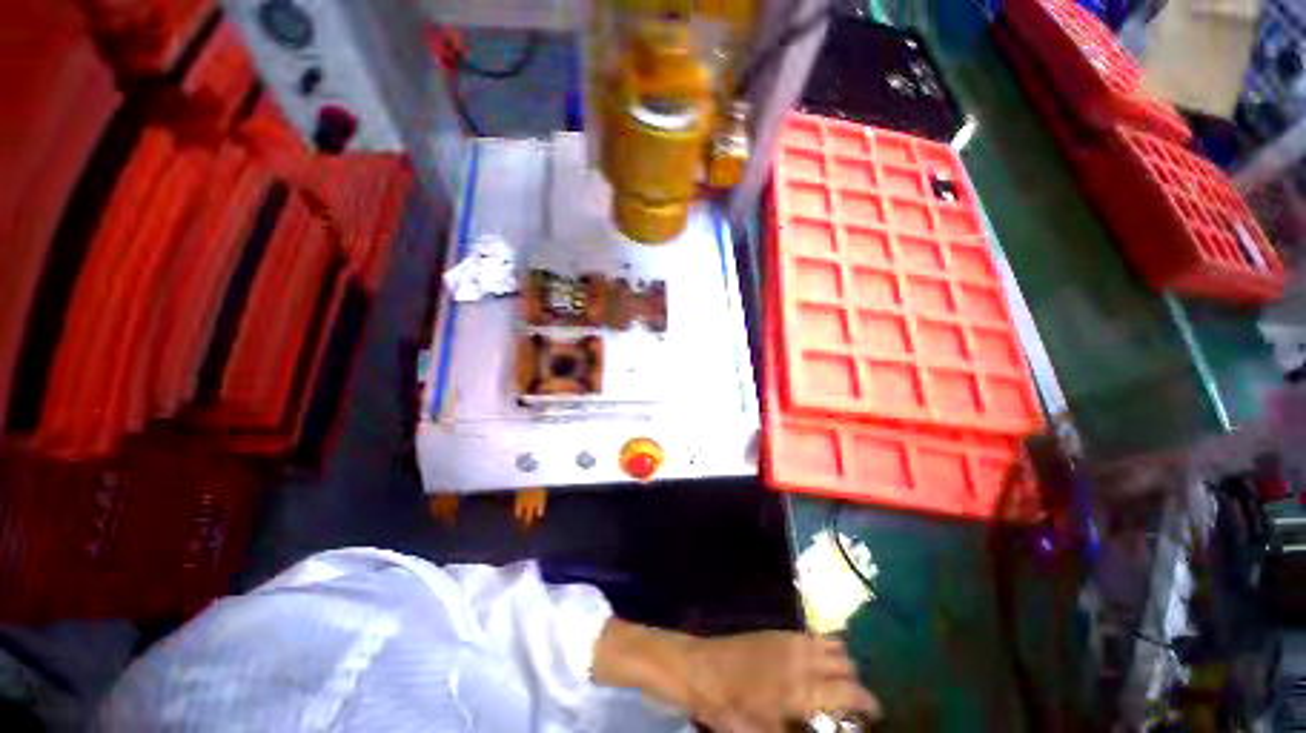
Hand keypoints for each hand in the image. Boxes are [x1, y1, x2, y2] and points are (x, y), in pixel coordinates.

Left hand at [593, 620, 878, 732]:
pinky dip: (821, 645)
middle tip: (852, 702)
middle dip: (854, 682)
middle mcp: (800, 657)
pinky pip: (809, 634)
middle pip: (844, 663)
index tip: (875, 713)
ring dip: (840, 660)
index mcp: (801, 687)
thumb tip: (820, 729)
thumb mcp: (763, 732)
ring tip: (837, 680)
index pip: (849, 691)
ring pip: (829, 643)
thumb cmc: (730, 707)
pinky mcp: (775, 632)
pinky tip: (815, 659)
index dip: (867, 702)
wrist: (700, 668)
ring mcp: (787, 640)